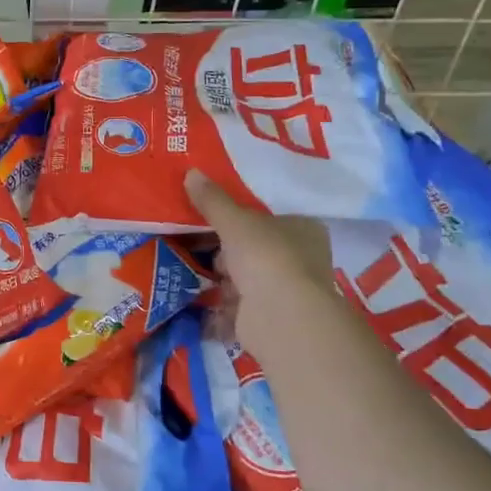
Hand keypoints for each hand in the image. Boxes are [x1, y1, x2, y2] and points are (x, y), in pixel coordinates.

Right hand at [185, 170, 332, 342]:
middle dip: (225, 252)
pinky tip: (194, 300)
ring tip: (186, 269)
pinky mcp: (268, 319)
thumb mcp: (234, 221)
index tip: (212, 219)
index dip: (240, 219)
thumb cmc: (265, 257)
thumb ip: (212, 200)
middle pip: (253, 250)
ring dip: (220, 280)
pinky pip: (236, 308)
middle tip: (194, 243)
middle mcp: (300, 260)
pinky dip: (217, 307)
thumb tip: (190, 172)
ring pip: (244, 279)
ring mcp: (285, 292)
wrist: (278, 316)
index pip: (270, 218)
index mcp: (304, 230)